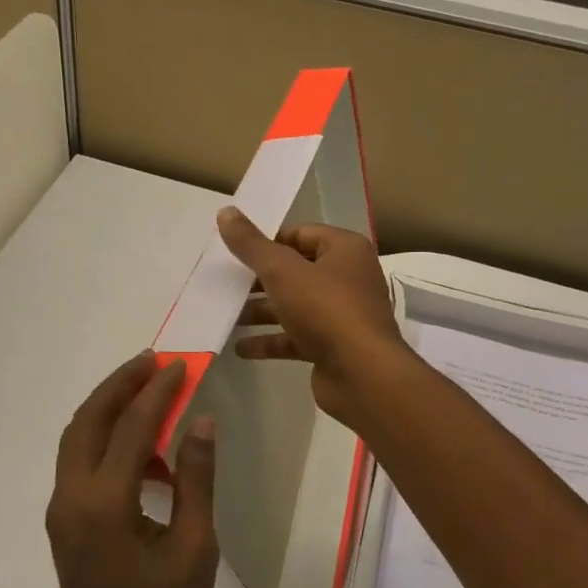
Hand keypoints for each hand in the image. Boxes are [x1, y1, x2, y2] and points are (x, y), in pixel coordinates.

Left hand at [46, 352, 219, 587]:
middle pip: (88, 420)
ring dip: (108, 406)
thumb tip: (201, 422)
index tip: (181, 364)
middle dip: (120, 384)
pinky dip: (105, 437)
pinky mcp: (64, 522)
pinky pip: (79, 461)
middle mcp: (72, 498)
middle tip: (154, 360)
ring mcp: (61, 510)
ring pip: (78, 437)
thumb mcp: (194, 551)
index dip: (158, 392)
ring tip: (148, 389)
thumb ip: (195, 481)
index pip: (131, 428)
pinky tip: (142, 448)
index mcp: (105, 505)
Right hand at [216, 207, 408, 426]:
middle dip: (260, 279)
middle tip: (226, 284)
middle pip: (296, 270)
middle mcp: (347, 278)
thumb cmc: (325, 310)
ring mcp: (341, 315)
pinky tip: (241, 348)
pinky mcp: (333, 346)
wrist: (362, 375)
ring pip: (295, 305)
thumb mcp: (282, 271)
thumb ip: (252, 244)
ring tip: (227, 315)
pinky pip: (296, 338)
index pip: (301, 234)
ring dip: (262, 311)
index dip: (268, 241)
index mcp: (344, 250)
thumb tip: (225, 211)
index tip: (236, 253)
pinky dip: (271, 341)